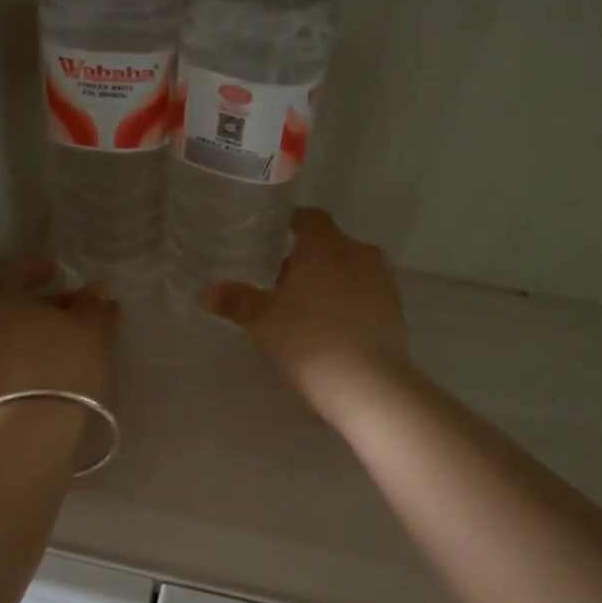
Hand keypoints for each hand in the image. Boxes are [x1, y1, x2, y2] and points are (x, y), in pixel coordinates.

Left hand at [0, 255, 116, 405]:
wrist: (32, 431)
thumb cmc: (62, 364)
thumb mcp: (89, 329)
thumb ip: (93, 304)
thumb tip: (98, 288)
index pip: (10, 270)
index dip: (34, 266)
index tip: (58, 272)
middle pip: (10, 304)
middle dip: (44, 303)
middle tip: (75, 308)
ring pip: (11, 334)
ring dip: (40, 330)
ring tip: (75, 338)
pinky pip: (11, 358)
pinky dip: (33, 352)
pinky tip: (60, 362)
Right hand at [200, 208, 408, 415]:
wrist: (366, 383)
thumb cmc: (307, 341)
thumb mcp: (263, 322)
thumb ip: (236, 302)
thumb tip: (205, 290)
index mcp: (325, 247)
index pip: (310, 219)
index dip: (292, 225)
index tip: (276, 239)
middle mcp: (358, 254)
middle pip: (331, 245)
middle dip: (309, 259)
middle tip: (283, 284)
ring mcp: (383, 282)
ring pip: (352, 270)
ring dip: (332, 281)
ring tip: (308, 309)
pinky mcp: (396, 311)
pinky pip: (367, 295)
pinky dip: (351, 302)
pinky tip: (334, 328)